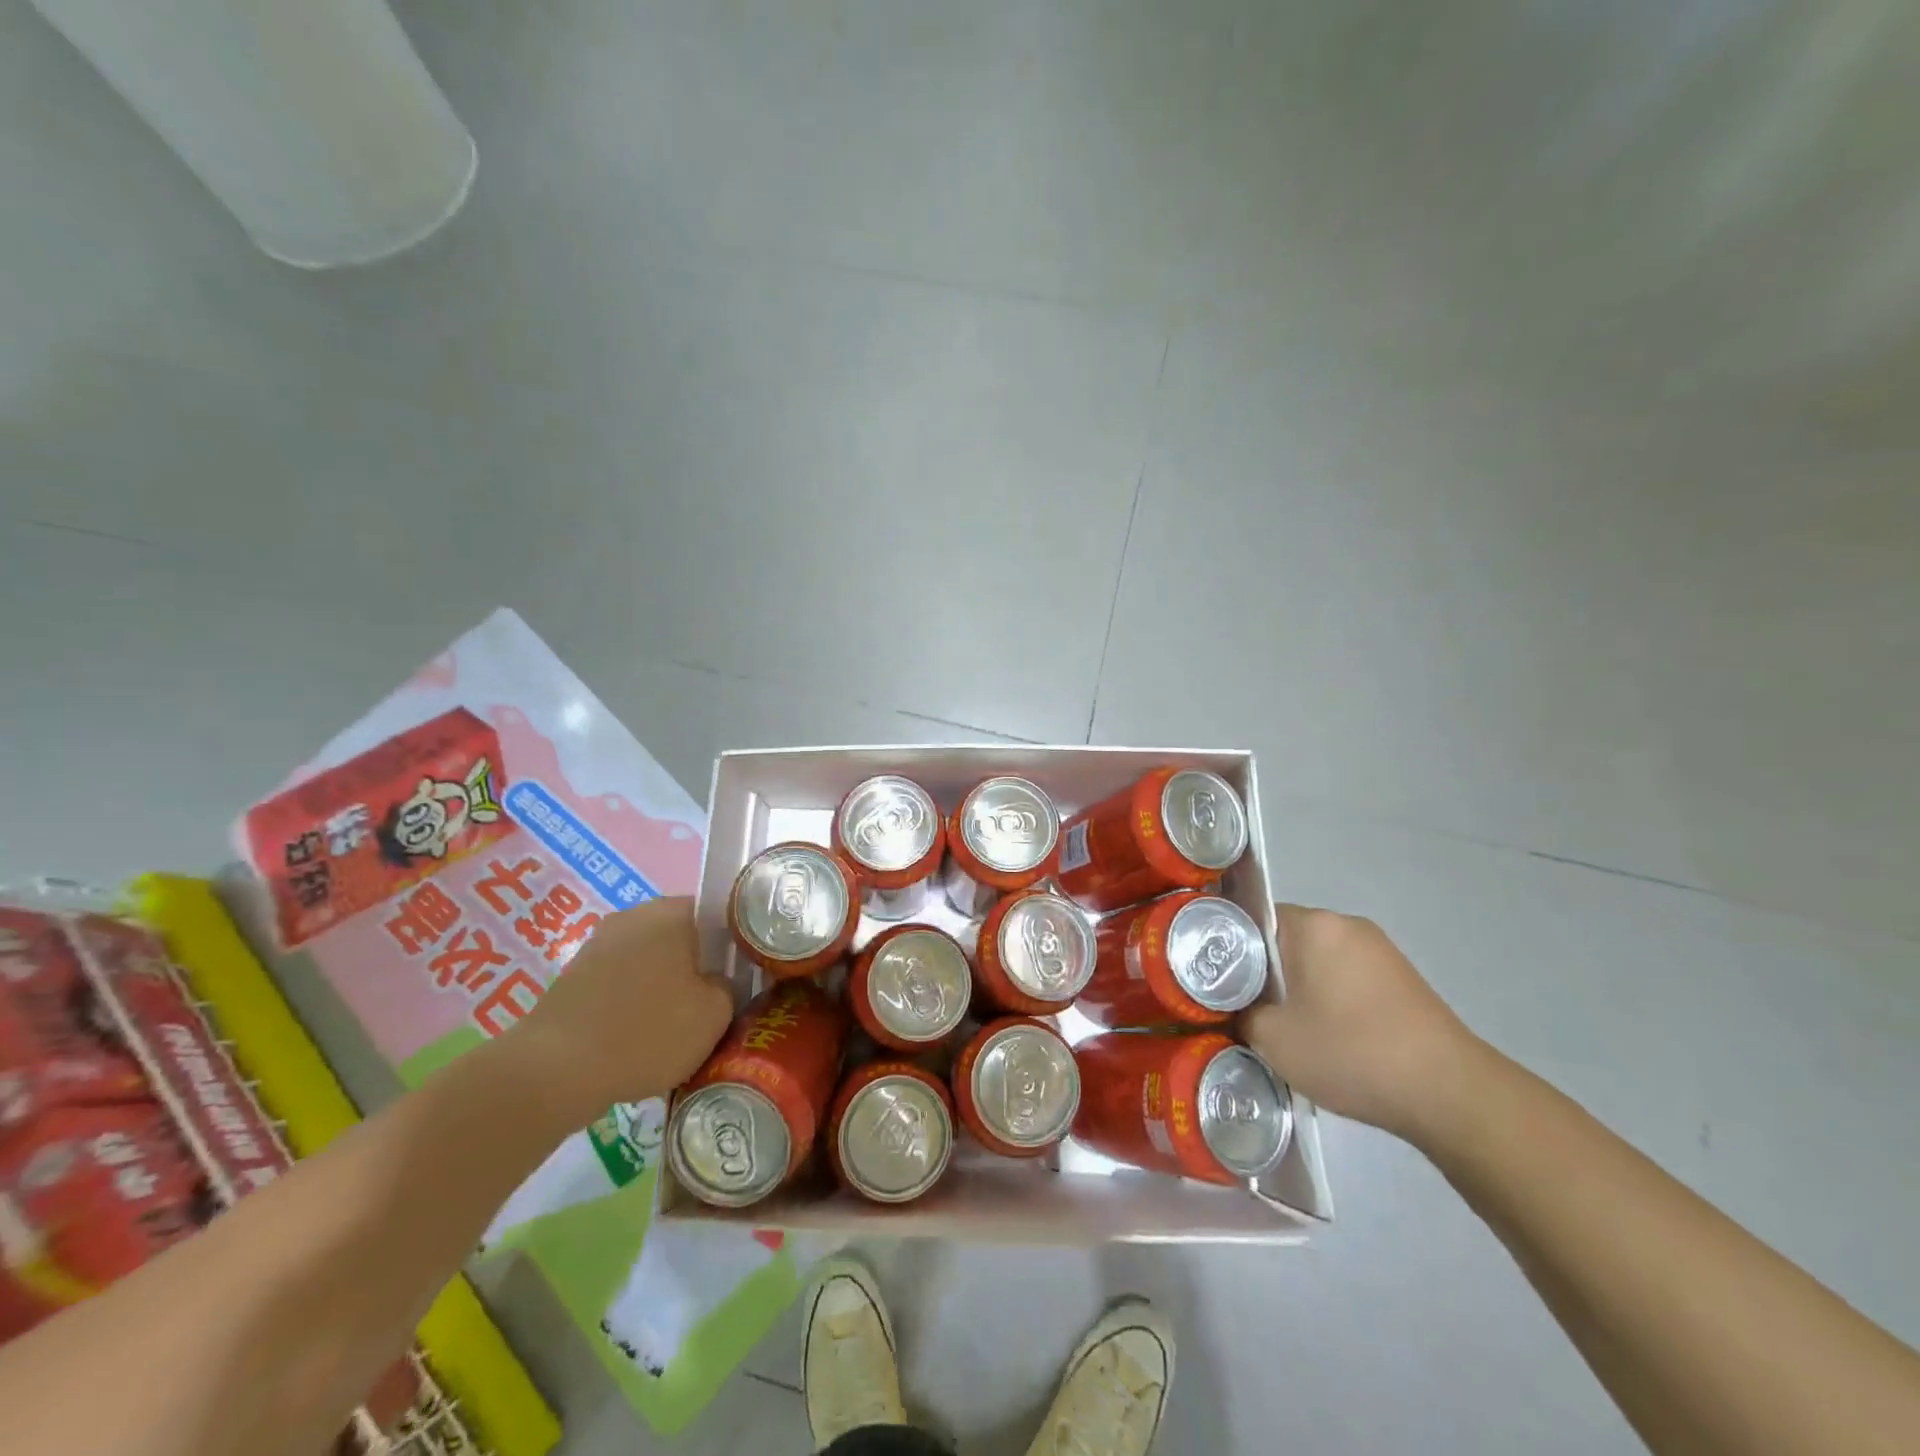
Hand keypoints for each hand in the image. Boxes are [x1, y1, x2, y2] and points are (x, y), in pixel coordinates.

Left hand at [504, 897, 733, 1117]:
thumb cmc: (645, 1031)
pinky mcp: (573, 978)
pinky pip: (621, 983)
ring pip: (650, 961)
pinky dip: (634, 1005)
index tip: (742, 975)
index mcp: (670, 911)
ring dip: (665, 987)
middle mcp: (632, 916)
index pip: (718, 912)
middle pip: (682, 936)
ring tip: (677, 1029)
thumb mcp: (715, 1014)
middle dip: (698, 967)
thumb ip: (728, 987)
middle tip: (715, 1005)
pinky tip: (639, 1040)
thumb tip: (716, 983)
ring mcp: (597, 945)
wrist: (551, 1073)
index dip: (735, 943)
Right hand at [1239, 904, 1479, 1141]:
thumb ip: (1242, 1015)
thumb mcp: (1273, 1039)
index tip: (1222, 983)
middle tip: (1250, 1010)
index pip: (1254, 919)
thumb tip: (1238, 1010)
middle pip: (1287, 939)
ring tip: (1290, 1030)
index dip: (1232, 949)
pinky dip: (1333, 1000)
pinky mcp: (1404, 979)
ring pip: (1319, 961)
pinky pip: (1349, 978)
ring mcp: (1381, 951)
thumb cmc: (1350, 1051)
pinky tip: (1331, 1038)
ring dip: (1301, 988)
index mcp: (1314, 925)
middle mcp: (1348, 925)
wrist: (1449, 1092)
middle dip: (1268, 972)